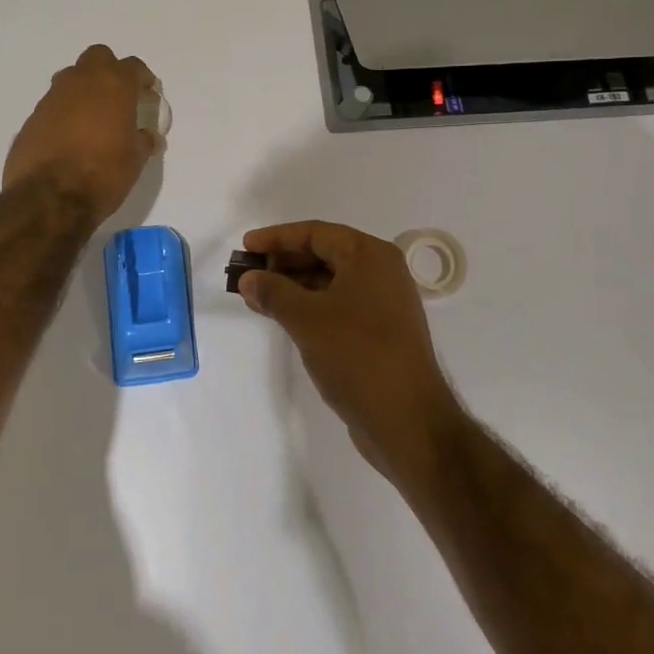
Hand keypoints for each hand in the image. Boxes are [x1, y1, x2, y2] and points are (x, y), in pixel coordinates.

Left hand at [4, 45, 160, 223]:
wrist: (49, 198)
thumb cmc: (103, 174)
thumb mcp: (135, 160)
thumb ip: (142, 141)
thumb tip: (148, 136)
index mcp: (113, 85)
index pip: (133, 67)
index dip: (143, 78)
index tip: (148, 92)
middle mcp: (81, 82)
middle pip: (98, 57)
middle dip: (109, 70)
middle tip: (118, 95)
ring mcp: (53, 97)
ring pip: (72, 77)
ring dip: (84, 89)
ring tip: (93, 116)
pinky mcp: (33, 116)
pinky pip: (54, 104)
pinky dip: (65, 112)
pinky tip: (70, 136)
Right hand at [237, 220, 464, 484]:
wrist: (407, 419)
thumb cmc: (357, 356)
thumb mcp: (307, 319)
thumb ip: (273, 292)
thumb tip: (248, 278)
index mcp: (370, 255)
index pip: (316, 233)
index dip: (277, 237)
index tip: (246, 246)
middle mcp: (381, 271)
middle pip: (324, 253)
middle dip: (284, 262)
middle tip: (249, 273)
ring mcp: (384, 302)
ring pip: (330, 281)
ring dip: (294, 285)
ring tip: (258, 297)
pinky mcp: (380, 330)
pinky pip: (338, 303)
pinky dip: (310, 305)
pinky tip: (284, 317)